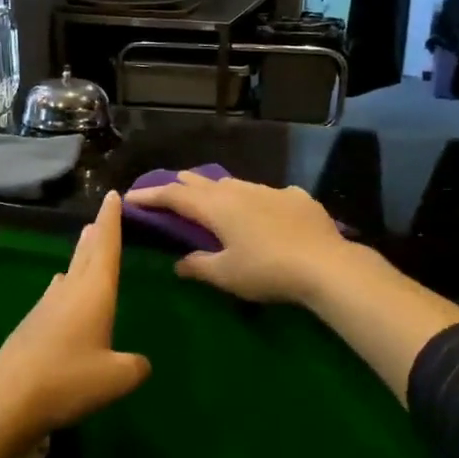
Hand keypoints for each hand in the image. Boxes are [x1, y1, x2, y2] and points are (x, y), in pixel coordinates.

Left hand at [0, 190, 150, 436]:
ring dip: (80, 259)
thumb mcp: (116, 378)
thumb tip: (139, 363)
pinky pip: (55, 296)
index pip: (106, 248)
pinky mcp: (30, 327)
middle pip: (85, 255)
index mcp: (94, 293)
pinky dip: (65, 288)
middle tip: (100, 217)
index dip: (111, 221)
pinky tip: (62, 295)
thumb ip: (134, 367)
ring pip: (69, 275)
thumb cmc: (68, 380)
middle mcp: (69, 292)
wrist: (7, 399)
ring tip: (87, 248)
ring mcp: (45, 308)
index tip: (112, 196)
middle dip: (96, 235)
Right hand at [124, 173, 356, 305]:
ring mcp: (270, 190)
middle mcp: (239, 191)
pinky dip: (255, 201)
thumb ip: (198, 266)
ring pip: (235, 185)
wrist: (325, 265)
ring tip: (212, 200)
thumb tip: (179, 263)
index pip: (174, 195)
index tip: (132, 197)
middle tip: (168, 192)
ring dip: (217, 191)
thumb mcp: (225, 275)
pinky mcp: (296, 197)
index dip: (151, 196)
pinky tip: (263, 212)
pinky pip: (267, 195)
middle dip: (181, 186)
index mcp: (216, 207)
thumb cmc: (266, 271)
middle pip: (202, 182)